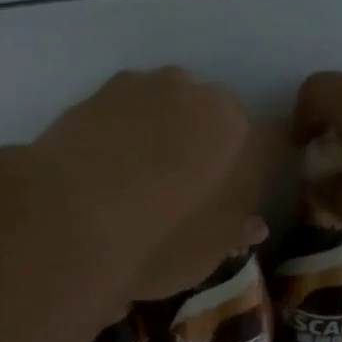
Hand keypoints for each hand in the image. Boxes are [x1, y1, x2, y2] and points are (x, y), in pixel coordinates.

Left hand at [34, 68, 273, 299]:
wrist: (70, 218)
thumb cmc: (158, 244)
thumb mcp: (206, 255)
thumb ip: (233, 230)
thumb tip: (249, 222)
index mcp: (246, 139)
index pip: (271, 146)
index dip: (253, 175)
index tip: (235, 200)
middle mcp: (207, 99)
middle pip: (219, 119)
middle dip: (208, 146)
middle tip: (184, 188)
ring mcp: (153, 86)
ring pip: (172, 106)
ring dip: (164, 131)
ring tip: (136, 175)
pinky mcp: (105, 87)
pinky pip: (129, 109)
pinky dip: (124, 130)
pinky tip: (104, 163)